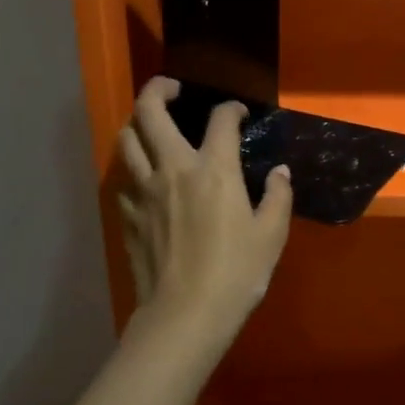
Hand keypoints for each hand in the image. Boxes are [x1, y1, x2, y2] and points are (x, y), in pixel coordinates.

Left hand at [115, 77, 293, 357]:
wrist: (184, 316)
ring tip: (152, 124)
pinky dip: (134, 166)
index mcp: (213, 169)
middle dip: (159, 89)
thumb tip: (280, 172)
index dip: (232, 108)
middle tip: (173, 88)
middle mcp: (172, 168)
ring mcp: (143, 190)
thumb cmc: (236, 273)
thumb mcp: (271, 234)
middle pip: (150, 111)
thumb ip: (278, 196)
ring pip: (126, 139)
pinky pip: (124, 177)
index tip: (239, 113)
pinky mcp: (127, 214)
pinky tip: (147, 176)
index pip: (220, 119)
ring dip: (138, 122)